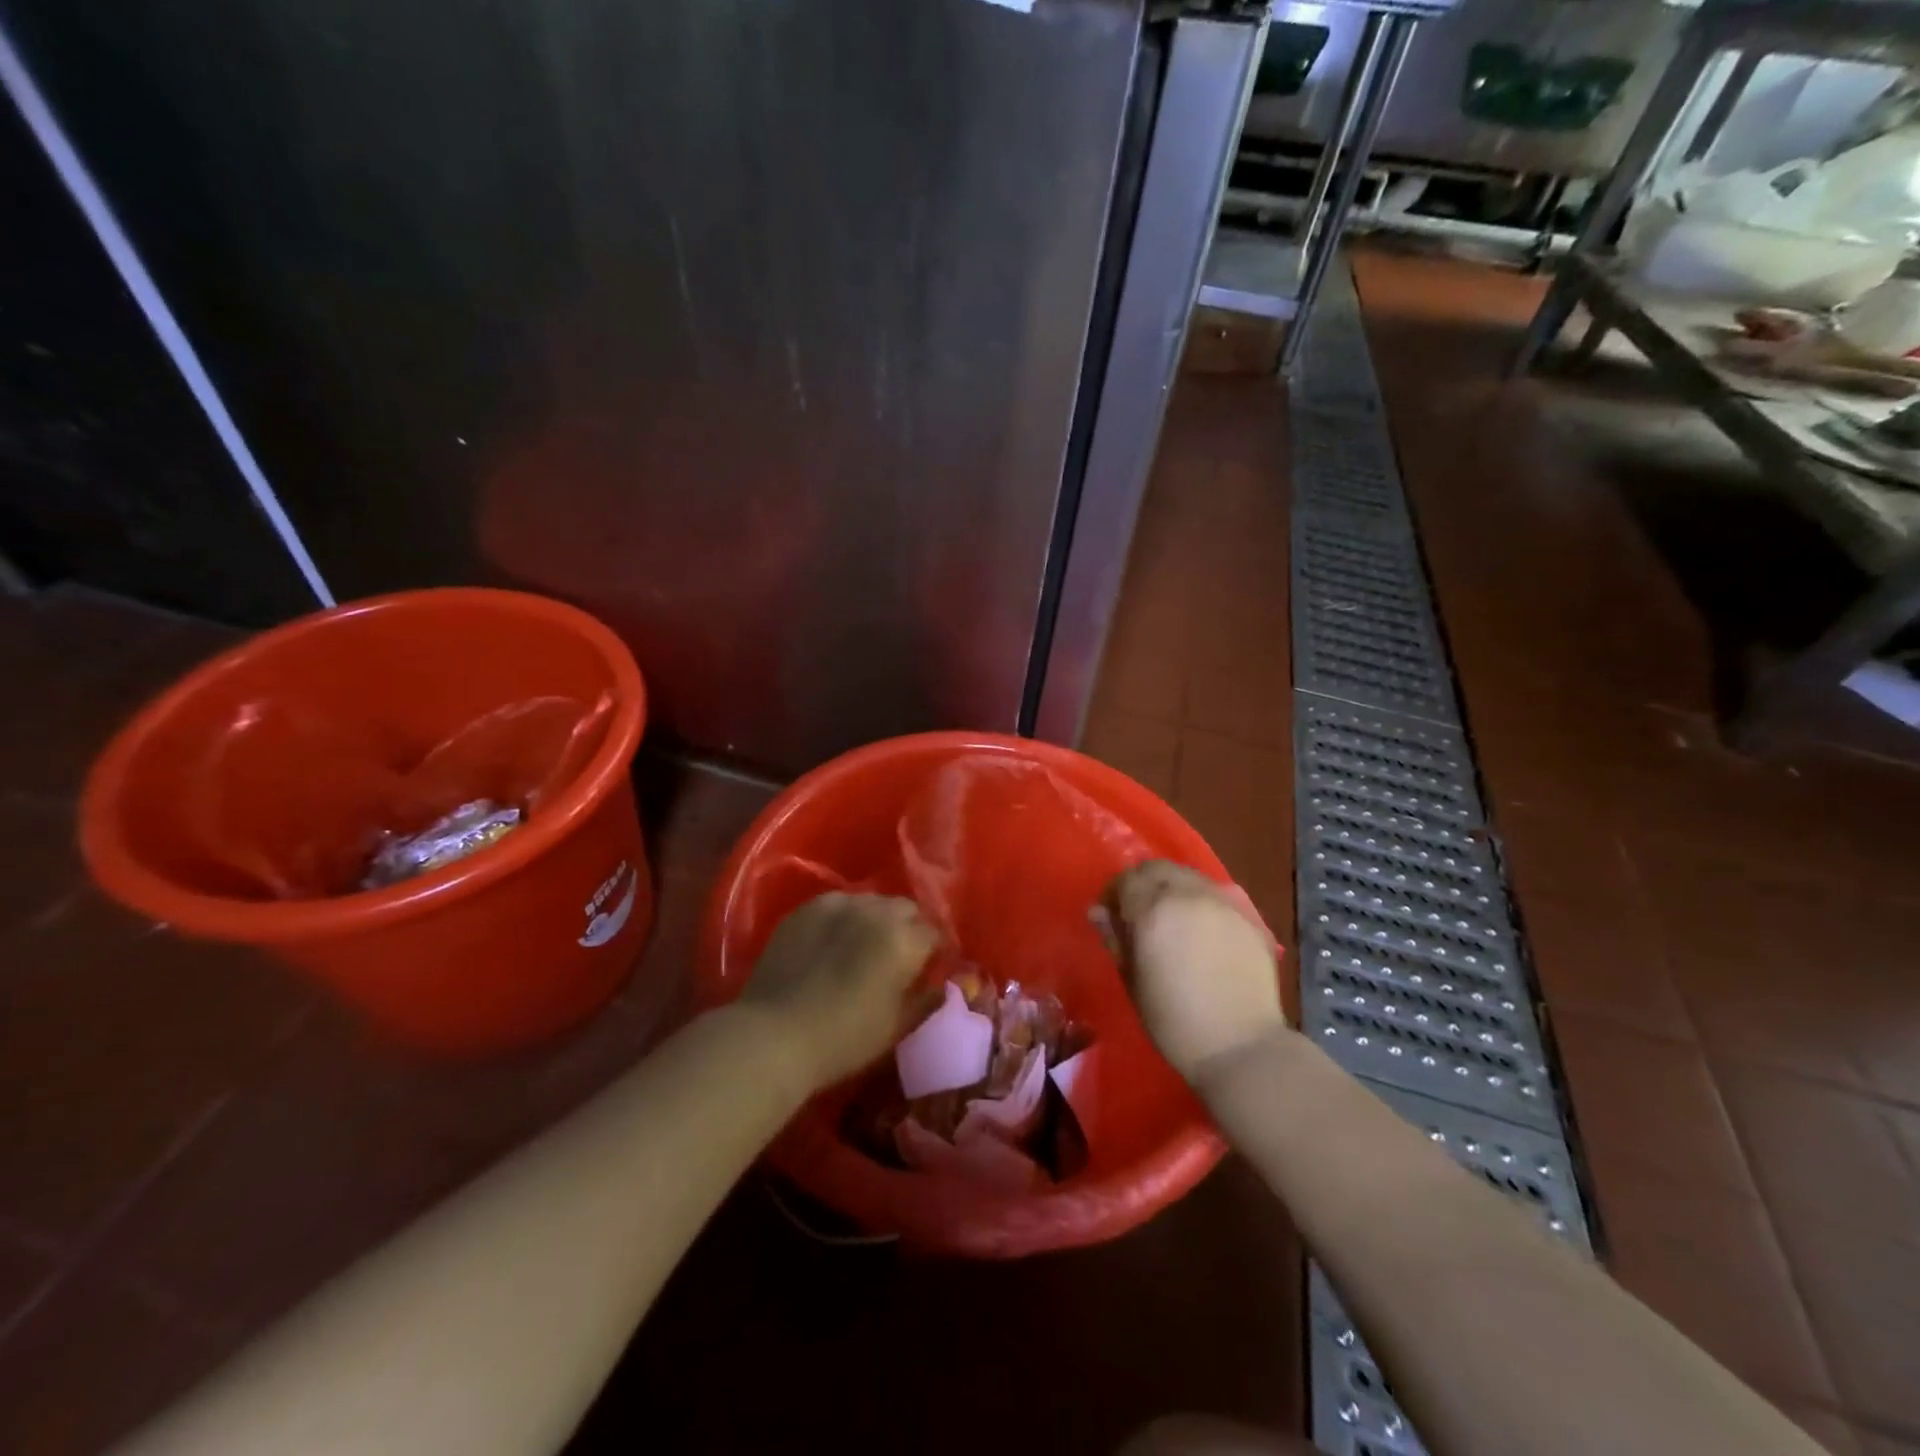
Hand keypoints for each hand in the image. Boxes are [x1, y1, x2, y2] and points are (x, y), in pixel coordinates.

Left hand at [740, 892, 938, 1092]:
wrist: (774, 1034)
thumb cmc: (844, 1038)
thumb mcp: (896, 1026)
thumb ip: (926, 999)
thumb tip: (941, 984)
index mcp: (904, 939)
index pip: (934, 933)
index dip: (934, 951)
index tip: (927, 969)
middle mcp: (876, 910)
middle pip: (906, 909)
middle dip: (909, 928)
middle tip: (899, 957)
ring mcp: (838, 903)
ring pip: (872, 902)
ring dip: (877, 919)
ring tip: (864, 946)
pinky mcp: (807, 908)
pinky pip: (839, 904)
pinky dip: (845, 918)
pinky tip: (834, 942)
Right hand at [1103, 861, 1284, 1083]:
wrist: (1242, 1047)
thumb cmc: (1174, 1022)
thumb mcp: (1132, 981)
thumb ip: (1115, 939)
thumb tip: (1100, 913)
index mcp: (1153, 910)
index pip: (1126, 880)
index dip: (1114, 895)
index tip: (1111, 916)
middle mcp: (1188, 894)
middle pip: (1157, 868)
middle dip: (1142, 883)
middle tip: (1138, 913)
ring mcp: (1223, 902)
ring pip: (1189, 876)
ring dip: (1172, 888)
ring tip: (1171, 919)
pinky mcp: (1249, 916)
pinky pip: (1216, 895)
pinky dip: (1201, 902)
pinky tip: (1202, 931)